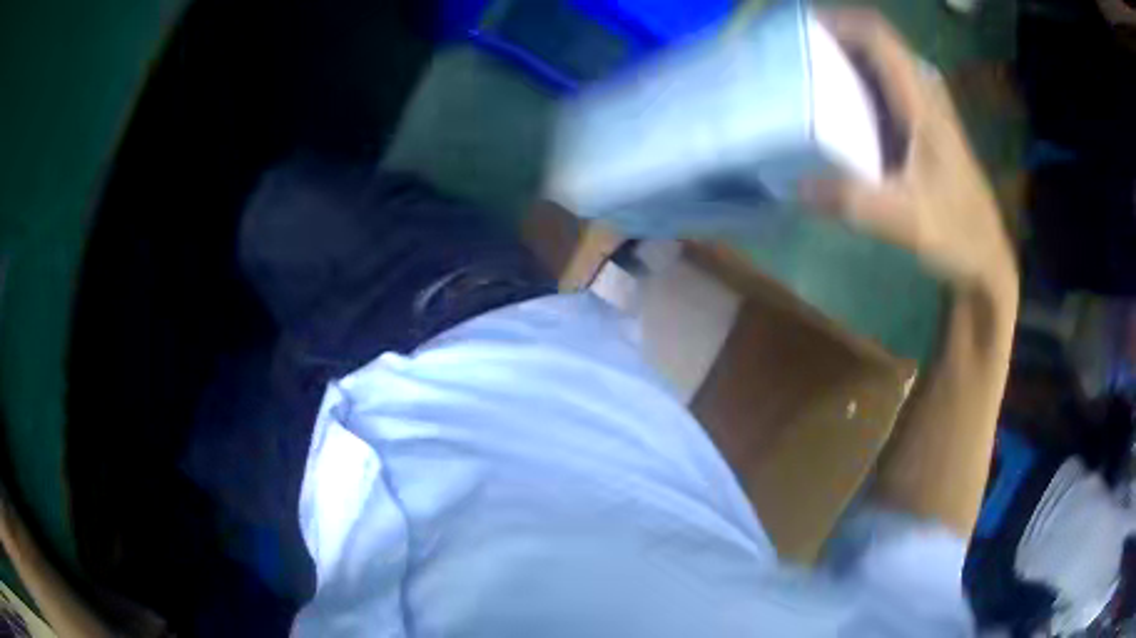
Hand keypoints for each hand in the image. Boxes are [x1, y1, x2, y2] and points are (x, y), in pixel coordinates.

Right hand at [802, 9, 1016, 294]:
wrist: (987, 258)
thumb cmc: (957, 233)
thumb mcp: (905, 220)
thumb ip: (852, 201)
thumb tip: (794, 186)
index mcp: (923, 105)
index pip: (881, 39)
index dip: (841, 22)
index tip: (801, 29)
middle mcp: (925, 98)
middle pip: (878, 45)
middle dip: (837, 39)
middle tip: (795, 53)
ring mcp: (927, 113)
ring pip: (883, 67)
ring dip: (847, 61)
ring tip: (809, 74)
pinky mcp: (924, 131)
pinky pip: (887, 93)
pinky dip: (860, 88)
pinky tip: (839, 110)